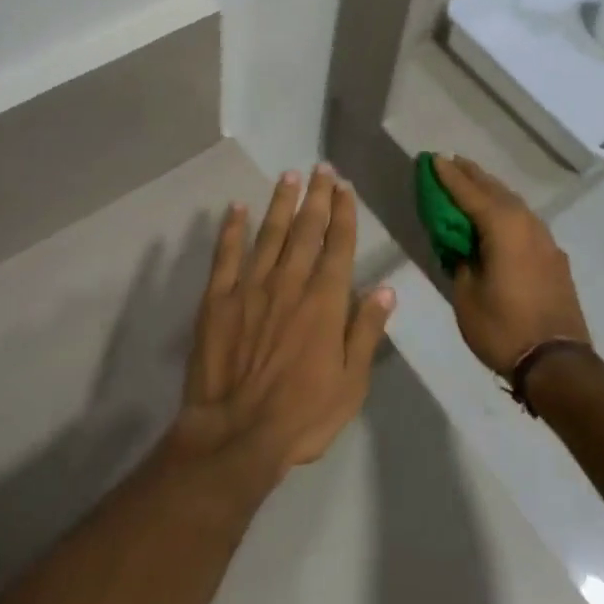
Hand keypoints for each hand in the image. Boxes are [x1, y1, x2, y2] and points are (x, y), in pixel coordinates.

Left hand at [172, 165, 395, 486]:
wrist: (235, 435)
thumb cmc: (302, 415)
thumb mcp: (351, 383)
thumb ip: (366, 331)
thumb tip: (386, 288)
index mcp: (324, 301)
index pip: (338, 245)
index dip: (344, 213)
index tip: (345, 187)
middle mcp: (290, 282)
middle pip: (306, 229)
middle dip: (317, 196)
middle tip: (322, 168)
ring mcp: (251, 286)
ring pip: (270, 233)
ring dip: (281, 202)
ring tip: (289, 175)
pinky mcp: (218, 299)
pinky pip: (226, 255)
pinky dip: (232, 229)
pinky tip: (237, 208)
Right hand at [433, 156, 590, 374]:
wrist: (557, 363)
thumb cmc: (503, 328)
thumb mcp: (467, 295)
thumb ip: (461, 261)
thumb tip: (462, 247)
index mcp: (502, 227)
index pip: (469, 192)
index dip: (448, 176)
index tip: (433, 158)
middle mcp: (526, 223)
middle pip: (494, 190)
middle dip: (472, 175)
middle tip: (452, 162)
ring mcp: (545, 239)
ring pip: (513, 203)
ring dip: (491, 191)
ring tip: (473, 182)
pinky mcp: (554, 257)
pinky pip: (525, 221)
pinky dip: (507, 211)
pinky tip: (500, 217)